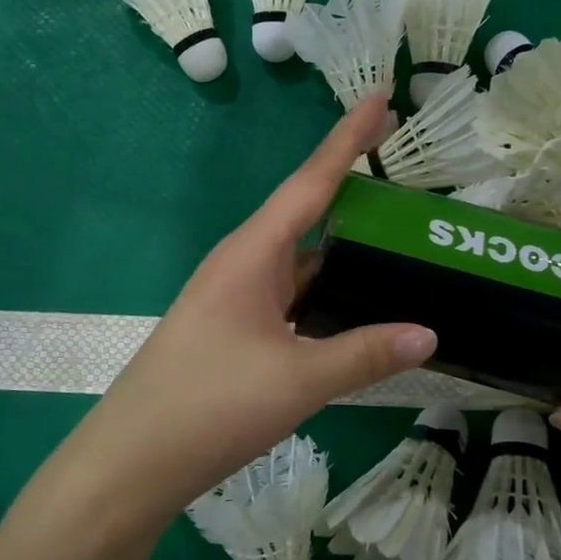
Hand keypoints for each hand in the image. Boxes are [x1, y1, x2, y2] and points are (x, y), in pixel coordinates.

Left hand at [79, 97, 437, 515]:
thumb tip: (429, 333)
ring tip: (403, 248)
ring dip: (347, 256)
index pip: (311, 182)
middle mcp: (244, 265)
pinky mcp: (237, 333)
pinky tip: (361, 313)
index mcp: (252, 254)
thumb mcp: (297, 380)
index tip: (381, 96)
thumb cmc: (209, 405)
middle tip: (413, 187)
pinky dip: (330, 299)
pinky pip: (295, 301)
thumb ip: (364, 353)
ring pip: (304, 266)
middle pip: (310, 217)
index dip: (347, 139)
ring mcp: (238, 300)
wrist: (131, 463)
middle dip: (357, 197)